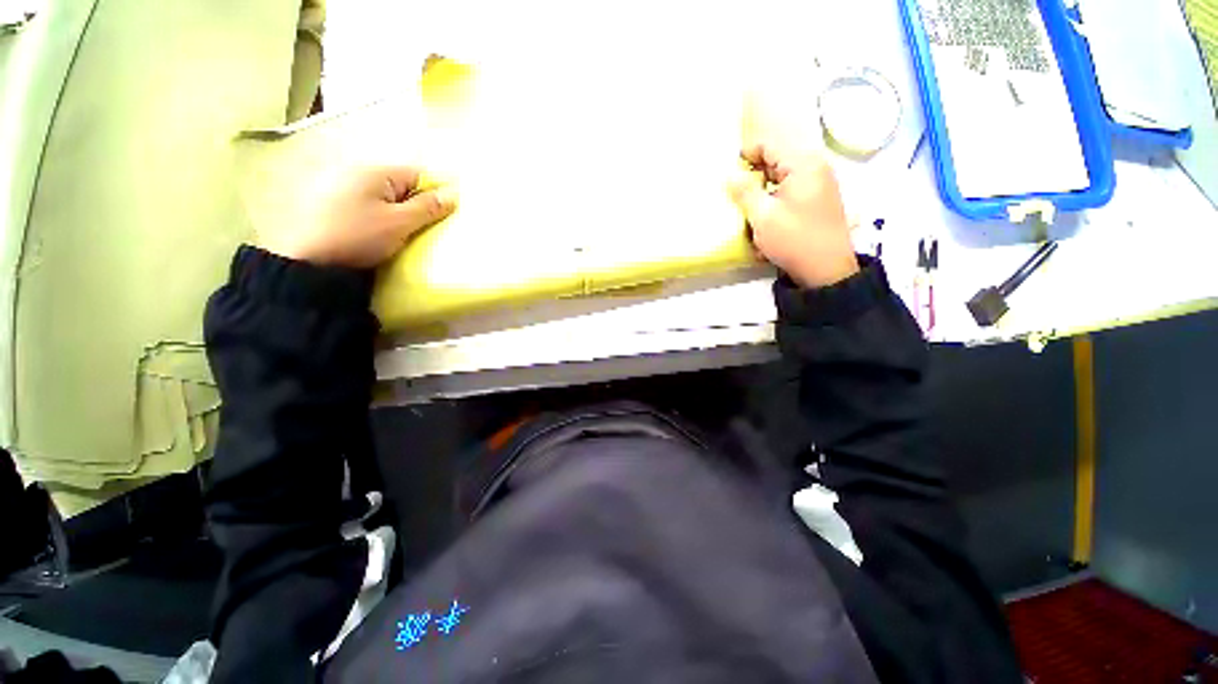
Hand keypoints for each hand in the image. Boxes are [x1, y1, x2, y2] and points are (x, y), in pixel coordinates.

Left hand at [261, 166, 455, 268]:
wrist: (309, 261)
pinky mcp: (332, 205)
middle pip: (401, 185)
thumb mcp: (400, 223)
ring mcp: (341, 188)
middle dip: (417, 203)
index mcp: (375, 172)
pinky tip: (380, 234)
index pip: (418, 174)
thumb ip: (428, 207)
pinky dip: (380, 217)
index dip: (435, 193)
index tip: (444, 215)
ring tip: (404, 233)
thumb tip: (453, 194)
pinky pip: (368, 205)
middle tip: (425, 228)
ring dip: (399, 212)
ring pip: (385, 197)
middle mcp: (357, 172)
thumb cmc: (359, 237)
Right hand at [729, 145, 858, 287]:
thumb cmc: (793, 239)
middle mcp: (815, 169)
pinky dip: (775, 204)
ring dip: (763, 194)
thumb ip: (744, 192)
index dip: (746, 155)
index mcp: (803, 165)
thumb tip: (729, 175)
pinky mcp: (818, 202)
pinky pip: (790, 194)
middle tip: (736, 196)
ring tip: (749, 212)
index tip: (728, 173)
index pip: (769, 146)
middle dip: (754, 178)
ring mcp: (819, 186)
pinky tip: (766, 223)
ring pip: (782, 181)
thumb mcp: (762, 216)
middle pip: (776, 162)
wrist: (826, 270)